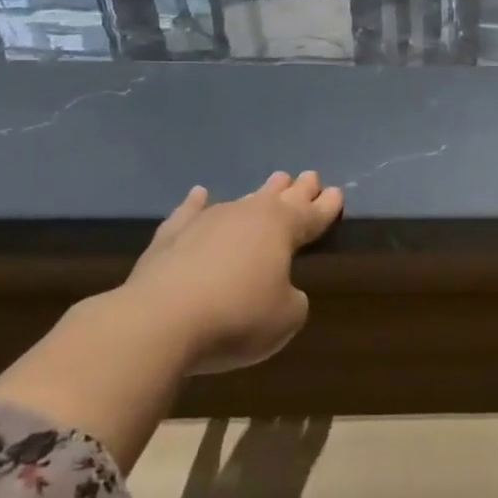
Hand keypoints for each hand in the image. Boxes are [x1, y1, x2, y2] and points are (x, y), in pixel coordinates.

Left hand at [116, 170, 343, 373]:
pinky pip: (189, 213)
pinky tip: (200, 194)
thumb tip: (281, 290)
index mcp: (282, 229)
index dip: (327, 207)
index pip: (312, 215)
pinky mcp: (170, 236)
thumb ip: (292, 299)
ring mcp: (206, 221)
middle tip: (310, 176)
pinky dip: (196, 203)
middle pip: (280, 198)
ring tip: (273, 181)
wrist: (160, 321)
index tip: (337, 193)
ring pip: (241, 201)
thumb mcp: (287, 317)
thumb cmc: (238, 317)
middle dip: (298, 189)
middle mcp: (247, 215)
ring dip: (259, 193)